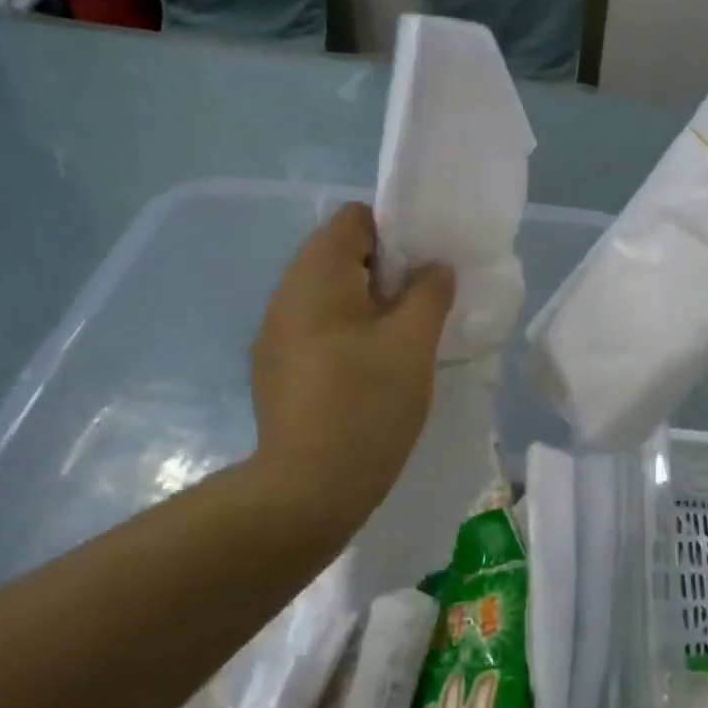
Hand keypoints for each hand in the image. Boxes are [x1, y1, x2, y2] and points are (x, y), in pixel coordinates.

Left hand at [247, 203, 456, 532]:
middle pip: (339, 254)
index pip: (353, 219)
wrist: (308, 487)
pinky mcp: (275, 367)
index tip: (423, 269)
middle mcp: (286, 294)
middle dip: (384, 271)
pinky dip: (346, 332)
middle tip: (420, 306)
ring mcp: (274, 334)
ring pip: (328, 294)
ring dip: (367, 304)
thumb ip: (430, 293)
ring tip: (399, 340)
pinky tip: (368, 369)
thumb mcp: (414, 343)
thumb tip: (434, 268)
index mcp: (317, 276)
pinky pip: (316, 327)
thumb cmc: (367, 404)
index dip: (394, 232)